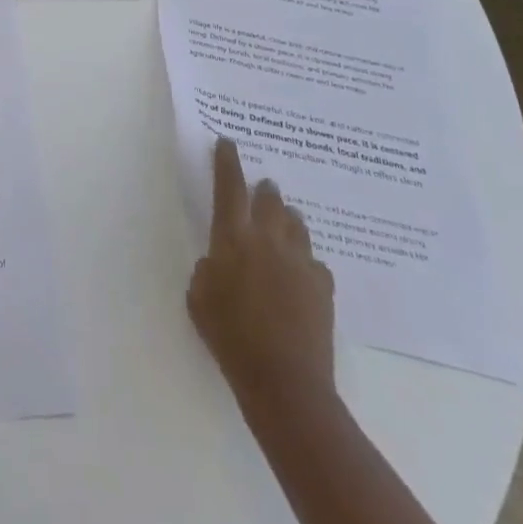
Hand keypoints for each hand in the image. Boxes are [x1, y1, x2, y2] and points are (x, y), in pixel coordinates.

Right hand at [187, 137, 335, 416]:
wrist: (284, 380)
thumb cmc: (230, 336)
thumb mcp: (199, 296)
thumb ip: (209, 268)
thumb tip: (222, 261)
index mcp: (233, 238)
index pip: (228, 187)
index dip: (227, 162)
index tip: (228, 142)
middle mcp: (269, 240)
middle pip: (270, 199)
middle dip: (264, 190)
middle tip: (261, 188)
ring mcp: (300, 261)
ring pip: (296, 224)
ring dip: (286, 219)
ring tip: (282, 224)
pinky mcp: (323, 286)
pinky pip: (313, 260)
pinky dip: (304, 259)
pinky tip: (300, 273)